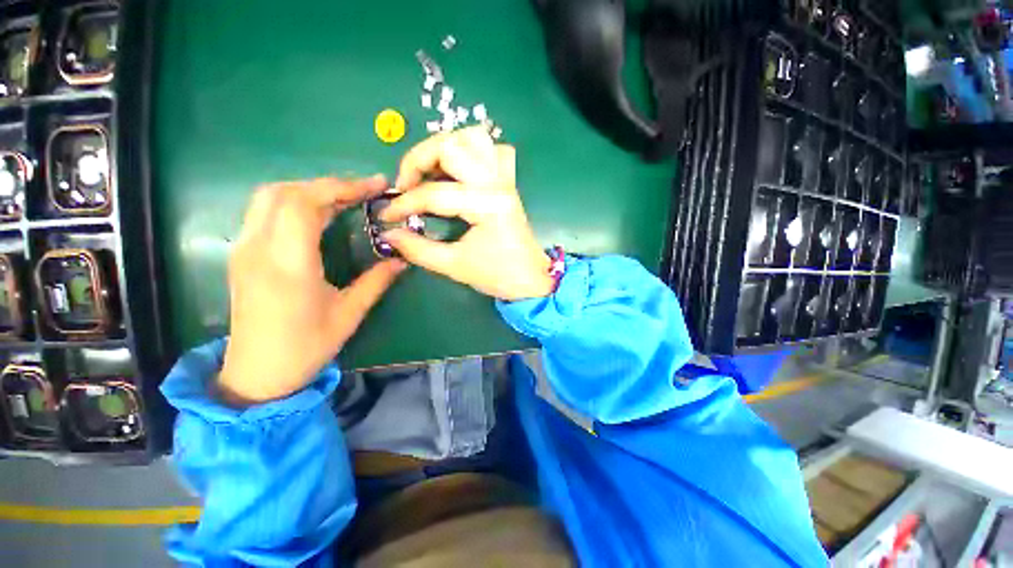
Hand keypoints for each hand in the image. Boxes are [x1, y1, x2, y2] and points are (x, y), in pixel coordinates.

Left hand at [219, 177, 405, 405]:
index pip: (304, 203)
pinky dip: (293, 203)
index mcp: (288, 265)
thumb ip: (376, 281)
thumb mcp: (349, 314)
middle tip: (362, 193)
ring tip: (343, 200)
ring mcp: (244, 250)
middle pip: (284, 192)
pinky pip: (264, 213)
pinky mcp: (241, 255)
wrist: (257, 375)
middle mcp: (258, 249)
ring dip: (308, 190)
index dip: (341, 187)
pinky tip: (317, 216)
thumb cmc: (306, 347)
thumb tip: (401, 259)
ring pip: (269, 198)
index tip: (375, 186)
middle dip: (327, 185)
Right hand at [381, 126, 553, 300]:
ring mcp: (505, 180)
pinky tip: (461, 172)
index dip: (404, 203)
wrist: (530, 280)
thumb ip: (418, 249)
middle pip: (451, 145)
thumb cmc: (497, 275)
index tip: (387, 216)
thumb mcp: (454, 265)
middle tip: (406, 185)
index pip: (434, 194)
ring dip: (445, 148)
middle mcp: (496, 184)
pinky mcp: (508, 183)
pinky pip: (493, 151)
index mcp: (485, 205)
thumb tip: (388, 234)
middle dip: (418, 159)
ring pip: (474, 138)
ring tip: (430, 172)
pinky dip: (473, 152)